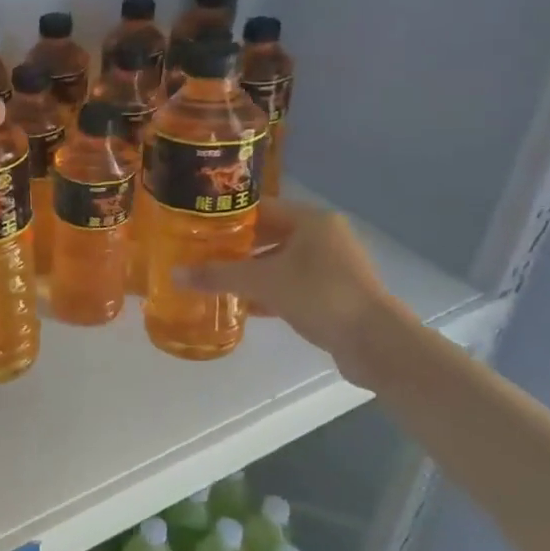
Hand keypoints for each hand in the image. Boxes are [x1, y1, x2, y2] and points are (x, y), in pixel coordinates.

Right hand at [176, 202, 410, 384]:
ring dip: (252, 272)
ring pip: (281, 262)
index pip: (260, 208)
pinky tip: (244, 305)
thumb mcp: (263, 282)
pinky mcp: (334, 293)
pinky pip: (292, 284)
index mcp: (311, 220)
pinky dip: (269, 292)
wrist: (375, 342)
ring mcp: (332, 266)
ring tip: (217, 280)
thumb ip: (218, 276)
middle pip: (270, 235)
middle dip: (237, 247)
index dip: (228, 218)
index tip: (198, 228)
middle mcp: (324, 236)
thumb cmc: (319, 295)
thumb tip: (174, 274)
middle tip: (202, 255)